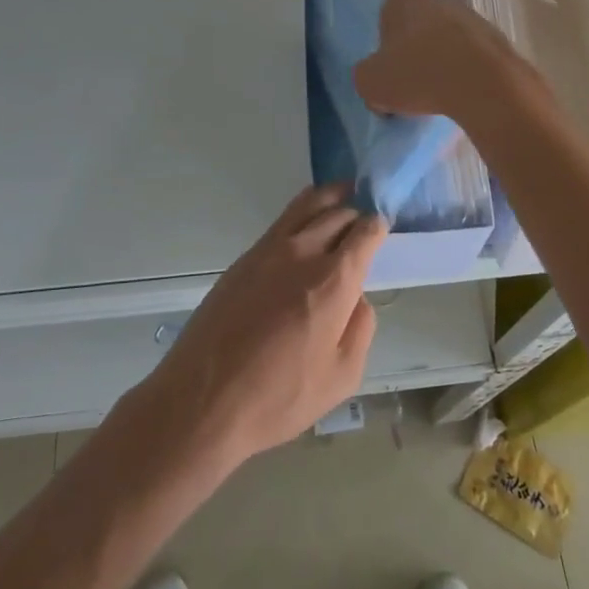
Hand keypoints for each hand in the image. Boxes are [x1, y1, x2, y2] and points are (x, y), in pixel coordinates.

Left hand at [137, 185, 385, 470]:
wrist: (204, 397)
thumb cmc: (279, 397)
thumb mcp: (341, 377)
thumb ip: (360, 329)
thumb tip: (357, 299)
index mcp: (334, 280)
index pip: (365, 232)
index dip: (379, 226)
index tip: (383, 226)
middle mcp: (304, 252)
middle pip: (338, 212)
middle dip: (357, 210)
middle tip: (367, 213)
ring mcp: (270, 249)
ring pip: (308, 204)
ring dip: (330, 196)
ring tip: (343, 192)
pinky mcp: (245, 257)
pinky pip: (283, 220)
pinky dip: (303, 210)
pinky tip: (307, 220)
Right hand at [354, 0, 536, 123]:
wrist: (484, 88)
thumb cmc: (418, 74)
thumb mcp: (373, 83)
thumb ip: (369, 75)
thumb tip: (376, 77)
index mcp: (408, 5)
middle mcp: (444, 4)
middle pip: (432, 10)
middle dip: (424, 32)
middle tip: (413, 63)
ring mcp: (476, 23)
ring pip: (456, 33)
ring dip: (448, 52)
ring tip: (440, 85)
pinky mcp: (500, 47)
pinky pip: (478, 55)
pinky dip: (470, 70)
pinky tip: (462, 95)